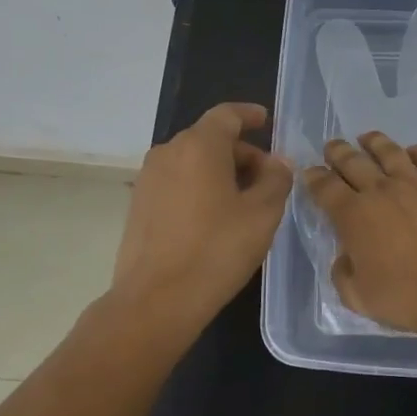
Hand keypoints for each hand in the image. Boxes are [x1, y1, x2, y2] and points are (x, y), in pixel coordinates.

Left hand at [113, 102, 293, 324]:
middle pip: (209, 139)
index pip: (227, 115)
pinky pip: (176, 182)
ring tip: (244, 201)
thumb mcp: (262, 214)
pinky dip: (199, 187)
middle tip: (268, 178)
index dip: (249, 115)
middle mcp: (168, 152)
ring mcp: (148, 179)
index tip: (267, 121)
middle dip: (241, 152)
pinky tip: (215, 218)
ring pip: (191, 162)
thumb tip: (277, 163)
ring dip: (220, 171)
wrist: (156, 300)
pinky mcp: (138, 205)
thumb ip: (276, 180)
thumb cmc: (216, 250)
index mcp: (199, 146)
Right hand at [302, 132, 416, 336]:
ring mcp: (416, 185)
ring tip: (367, 138)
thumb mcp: (357, 297)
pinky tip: (413, 151)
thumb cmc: (405, 298)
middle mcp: (381, 191)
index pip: (325, 187)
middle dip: (338, 152)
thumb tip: (345, 256)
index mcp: (353, 216)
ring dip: (374, 143)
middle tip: (332, 146)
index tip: (310, 172)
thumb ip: (343, 272)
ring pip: (390, 153)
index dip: (314, 177)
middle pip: (353, 162)